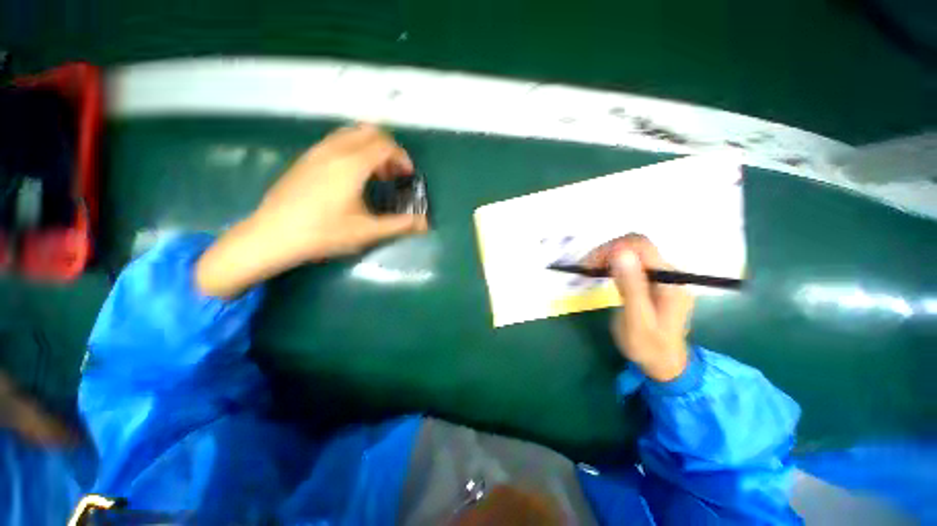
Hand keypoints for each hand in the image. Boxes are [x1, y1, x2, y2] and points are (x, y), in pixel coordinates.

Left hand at [196, 124, 428, 297]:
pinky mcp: (305, 159)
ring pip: (351, 134)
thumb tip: (425, 224)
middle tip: (393, 173)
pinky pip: (336, 142)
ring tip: (375, 175)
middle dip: (388, 148)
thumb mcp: (367, 231)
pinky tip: (352, 176)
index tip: (407, 175)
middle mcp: (334, 150)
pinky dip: (353, 150)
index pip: (385, 145)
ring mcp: (316, 152)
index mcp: (351, 164)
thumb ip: (399, 225)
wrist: (272, 236)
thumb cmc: (323, 233)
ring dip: (370, 148)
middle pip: (369, 132)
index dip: (402, 157)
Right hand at [585, 234, 693, 381]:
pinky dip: (613, 263)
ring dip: (608, 256)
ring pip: (633, 252)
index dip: (613, 248)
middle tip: (587, 269)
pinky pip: (633, 262)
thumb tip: (620, 253)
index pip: (641, 246)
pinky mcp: (655, 280)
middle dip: (608, 251)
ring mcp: (664, 275)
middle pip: (636, 245)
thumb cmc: (648, 347)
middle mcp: (670, 273)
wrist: (666, 364)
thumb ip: (631, 287)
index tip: (591, 264)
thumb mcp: (636, 321)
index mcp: (669, 281)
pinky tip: (603, 273)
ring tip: (591, 271)